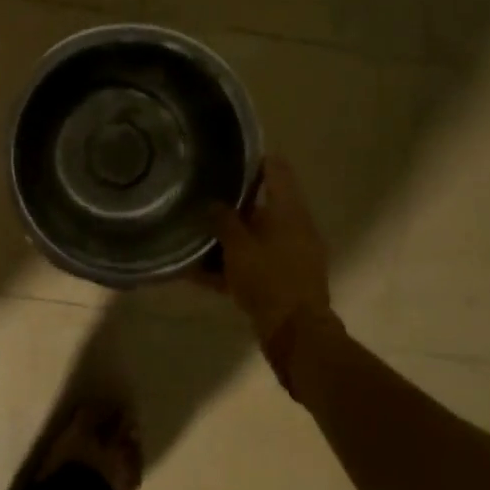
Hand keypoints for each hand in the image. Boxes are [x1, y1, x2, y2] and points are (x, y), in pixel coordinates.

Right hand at [200, 156, 331, 351]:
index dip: (255, 159)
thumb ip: (224, 221)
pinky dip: (228, 267)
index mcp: (289, 212)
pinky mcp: (280, 281)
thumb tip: (213, 203)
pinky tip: (196, 273)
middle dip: (232, 202)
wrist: (296, 335)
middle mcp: (293, 229)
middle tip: (200, 194)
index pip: (277, 171)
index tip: (228, 154)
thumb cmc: (269, 280)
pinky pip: (250, 265)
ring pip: (253, 238)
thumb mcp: (239, 247)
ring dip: (227, 238)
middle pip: (262, 206)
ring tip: (193, 234)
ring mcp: (289, 256)